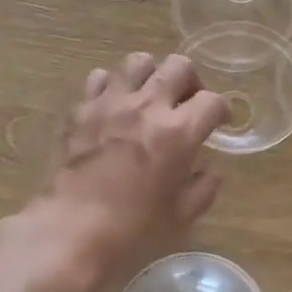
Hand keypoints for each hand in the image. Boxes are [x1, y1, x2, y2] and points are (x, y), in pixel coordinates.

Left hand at [29, 52, 228, 291]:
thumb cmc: (132, 229)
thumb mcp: (181, 216)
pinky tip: (115, 106)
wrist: (70, 230)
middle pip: (179, 66)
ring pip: (139, 61)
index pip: (213, 100)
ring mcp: (112, 103)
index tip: (218, 123)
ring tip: (150, 96)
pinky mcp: (82, 108)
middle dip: (191, 81)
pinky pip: (101, 77)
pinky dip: (113, 86)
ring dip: (152, 75)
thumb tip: (208, 172)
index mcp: (179, 132)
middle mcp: (148, 106)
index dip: (221, 110)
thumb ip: (203, 188)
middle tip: (186, 103)